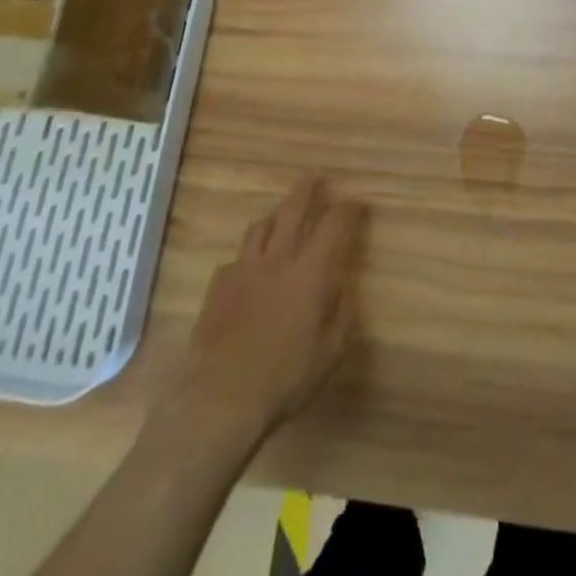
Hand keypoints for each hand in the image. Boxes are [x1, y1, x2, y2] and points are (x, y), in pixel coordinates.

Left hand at [183, 175, 365, 437]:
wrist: (218, 399)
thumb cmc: (284, 380)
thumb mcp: (329, 354)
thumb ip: (341, 314)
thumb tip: (342, 287)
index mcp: (310, 273)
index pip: (334, 225)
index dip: (348, 209)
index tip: (357, 202)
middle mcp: (277, 259)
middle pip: (293, 209)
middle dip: (307, 189)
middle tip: (316, 177)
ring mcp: (243, 269)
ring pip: (260, 226)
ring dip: (275, 215)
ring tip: (281, 214)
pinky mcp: (218, 285)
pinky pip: (237, 258)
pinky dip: (249, 255)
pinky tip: (249, 269)